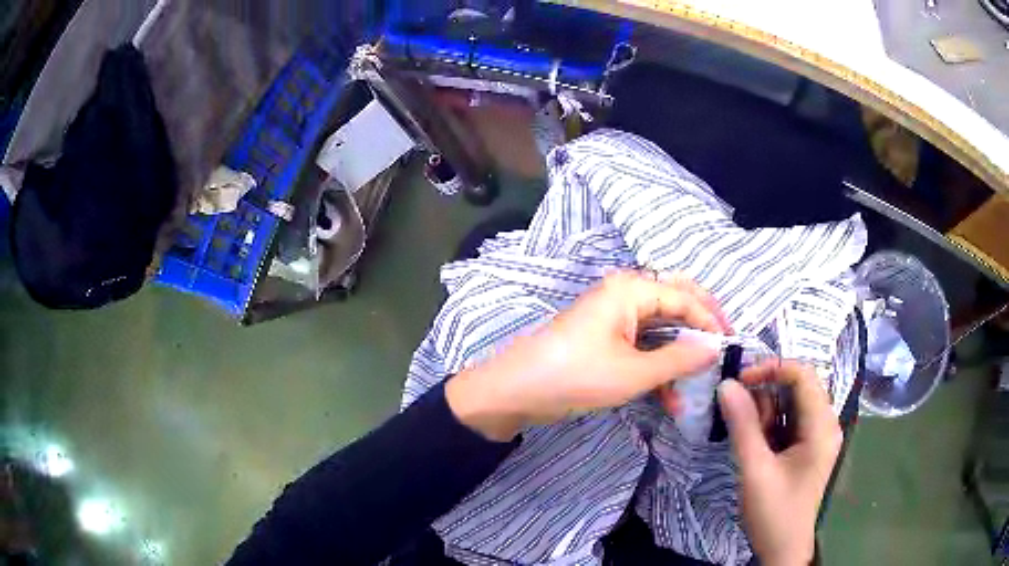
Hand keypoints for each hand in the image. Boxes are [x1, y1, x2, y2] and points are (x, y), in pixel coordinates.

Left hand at [446, 270, 730, 440]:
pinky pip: (639, 348)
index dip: (711, 320)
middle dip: (698, 331)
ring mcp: (611, 319)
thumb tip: (715, 347)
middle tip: (720, 352)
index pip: (684, 297)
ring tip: (695, 388)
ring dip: (677, 358)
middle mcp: (622, 296)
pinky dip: (655, 369)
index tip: (732, 346)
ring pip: (657, 332)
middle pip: (673, 306)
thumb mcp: (635, 372)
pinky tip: (668, 400)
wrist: (515, 392)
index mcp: (630, 290)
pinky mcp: (602, 341)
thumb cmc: (577, 376)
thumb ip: (679, 358)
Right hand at [718, 361, 842, 565]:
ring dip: (766, 410)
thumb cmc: (774, 512)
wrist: (783, 549)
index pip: (803, 375)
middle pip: (798, 386)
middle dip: (765, 392)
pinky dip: (769, 424)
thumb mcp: (755, 470)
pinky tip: (755, 443)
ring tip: (748, 437)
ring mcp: (818, 435)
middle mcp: (825, 423)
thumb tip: (726, 384)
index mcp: (822, 426)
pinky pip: (789, 420)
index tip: (739, 380)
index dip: (771, 368)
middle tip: (737, 411)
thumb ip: (743, 426)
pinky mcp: (808, 446)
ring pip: (791, 402)